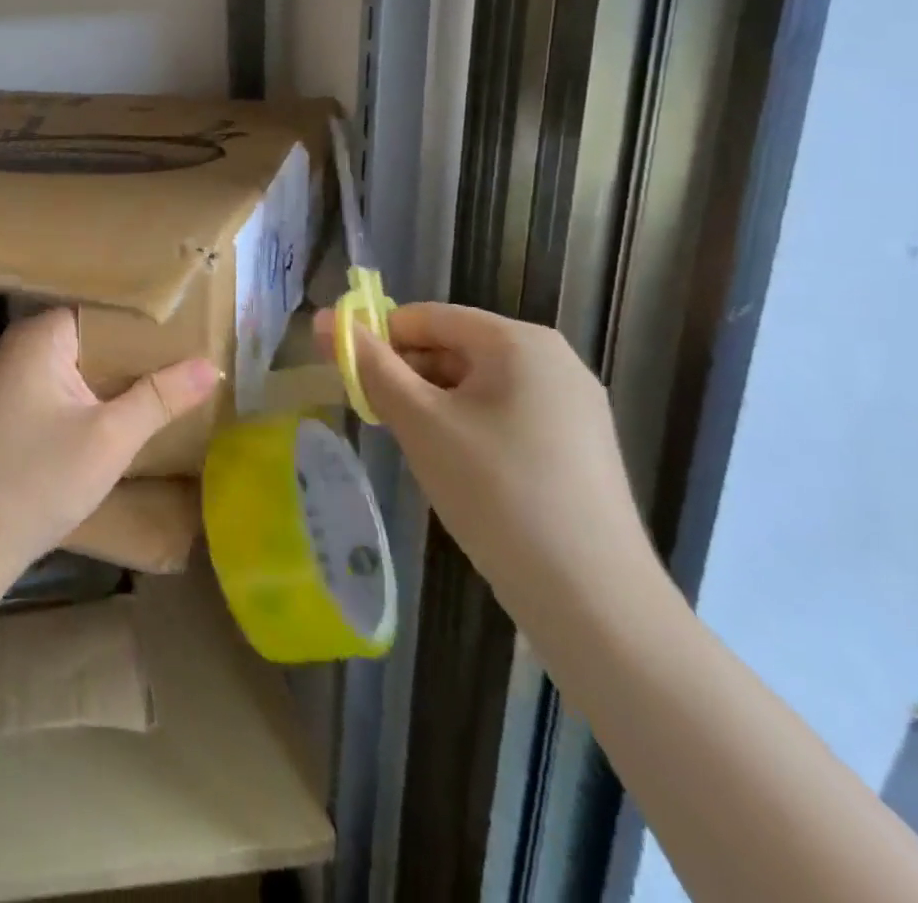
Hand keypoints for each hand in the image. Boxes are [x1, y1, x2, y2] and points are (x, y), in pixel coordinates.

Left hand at [0, 309, 220, 595]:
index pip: (106, 309)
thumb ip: (161, 397)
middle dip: (141, 351)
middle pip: (95, 336)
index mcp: (40, 335)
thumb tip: (211, 364)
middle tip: (198, 354)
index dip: (151, 319)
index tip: (197, 326)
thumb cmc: (36, 481)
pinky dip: (98, 397)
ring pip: (83, 366)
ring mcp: (15, 380)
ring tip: (179, 380)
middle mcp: (23, 346)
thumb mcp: (109, 439)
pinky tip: (133, 412)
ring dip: (121, 377)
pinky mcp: (15, 411)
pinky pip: (68, 389)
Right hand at [316, 302, 658, 618]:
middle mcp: (552, 358)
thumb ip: (368, 364)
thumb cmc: (494, 491)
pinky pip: (504, 413)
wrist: (593, 599)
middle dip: (408, 377)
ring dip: (434, 406)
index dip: (380, 342)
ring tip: (421, 452)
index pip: (425, 317)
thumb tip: (324, 318)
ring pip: (476, 384)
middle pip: (452, 347)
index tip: (355, 384)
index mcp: (517, 340)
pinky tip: (460, 472)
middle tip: (383, 422)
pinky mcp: (578, 444)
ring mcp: (572, 403)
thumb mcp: (419, 421)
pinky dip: (468, 428)